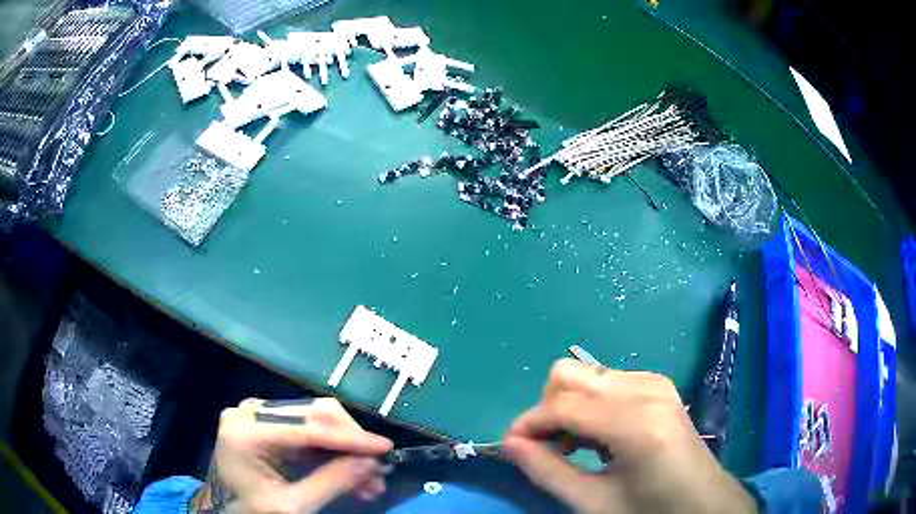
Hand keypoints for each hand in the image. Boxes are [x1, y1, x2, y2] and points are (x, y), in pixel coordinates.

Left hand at [192, 397, 392, 512]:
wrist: (223, 510)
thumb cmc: (250, 512)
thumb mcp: (293, 507)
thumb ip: (331, 483)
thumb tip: (372, 463)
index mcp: (246, 431)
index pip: (308, 427)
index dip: (351, 438)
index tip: (386, 449)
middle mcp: (251, 411)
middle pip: (314, 413)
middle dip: (351, 442)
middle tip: (377, 472)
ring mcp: (257, 413)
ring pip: (316, 418)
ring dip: (345, 447)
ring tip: (369, 479)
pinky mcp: (266, 421)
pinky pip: (308, 429)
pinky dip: (332, 450)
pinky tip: (350, 472)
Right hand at [502, 359, 757, 513]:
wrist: (702, 502)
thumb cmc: (650, 511)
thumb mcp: (594, 503)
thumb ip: (547, 472)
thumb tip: (510, 444)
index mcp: (636, 425)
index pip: (562, 405)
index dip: (527, 423)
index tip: (511, 447)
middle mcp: (647, 391)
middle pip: (571, 374)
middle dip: (547, 408)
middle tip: (549, 447)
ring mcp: (656, 382)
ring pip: (588, 373)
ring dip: (569, 405)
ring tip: (575, 446)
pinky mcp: (659, 384)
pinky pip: (608, 379)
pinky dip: (591, 403)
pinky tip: (600, 435)